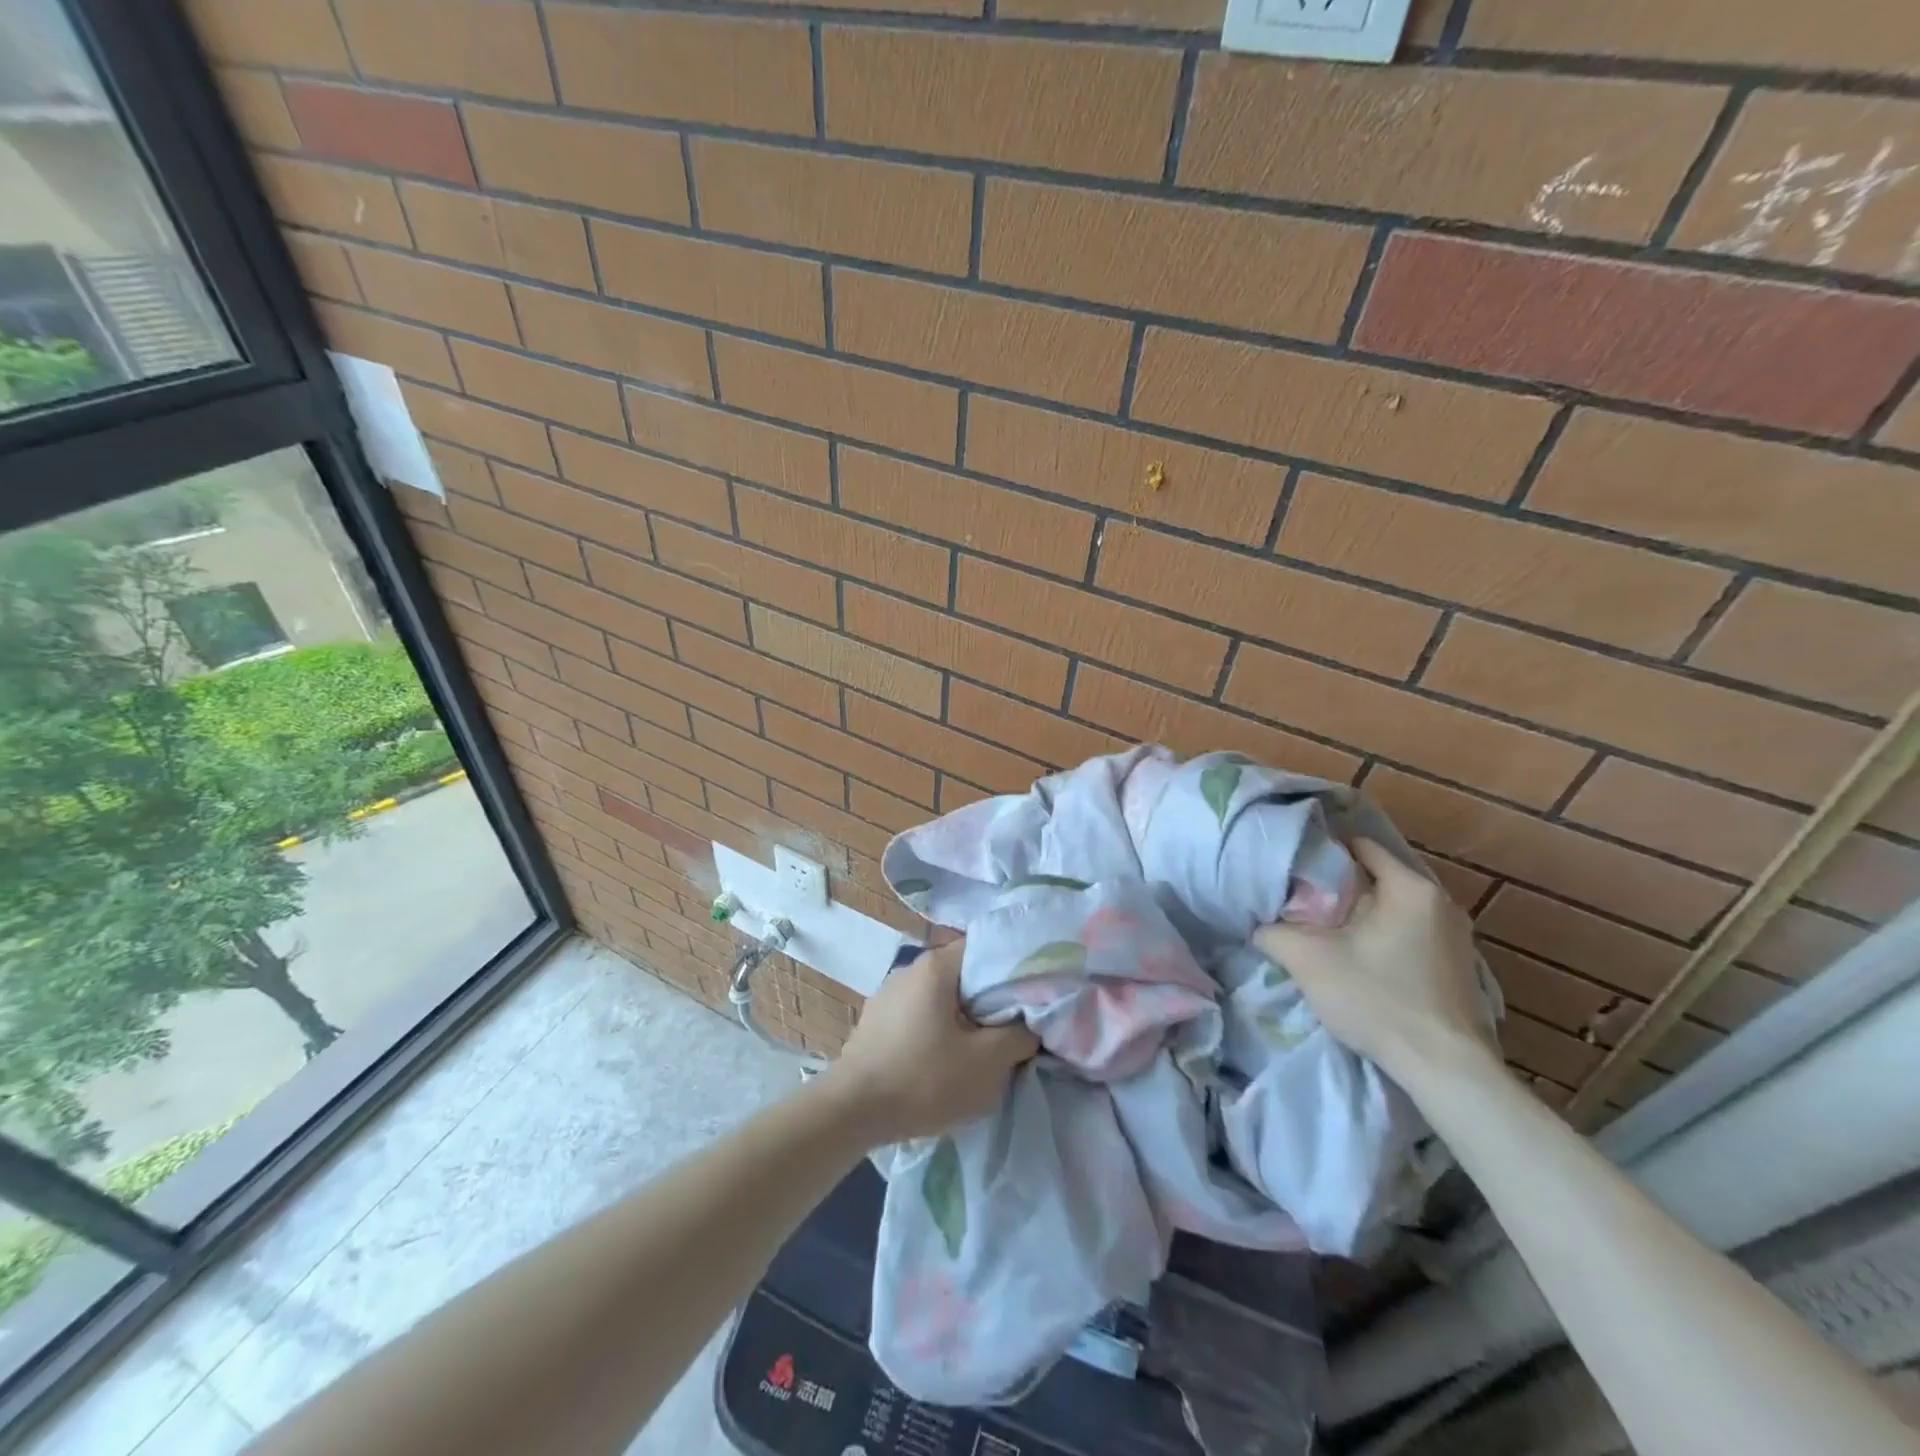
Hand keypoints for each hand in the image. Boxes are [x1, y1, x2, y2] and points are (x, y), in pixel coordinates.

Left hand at [822, 939, 1036, 1144]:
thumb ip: (1019, 1037)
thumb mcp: (987, 1064)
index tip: (1032, 997)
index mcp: (935, 966)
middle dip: (989, 999)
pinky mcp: (875, 1021)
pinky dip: (936, 1029)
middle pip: (963, 974)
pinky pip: (918, 1015)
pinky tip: (942, 1059)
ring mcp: (887, 994)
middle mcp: (909, 969)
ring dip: (962, 1018)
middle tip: (1012, 1028)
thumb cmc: (923, 1080)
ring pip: (940, 997)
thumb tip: (1030, 1025)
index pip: (986, 949)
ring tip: (980, 1048)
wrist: (850, 1113)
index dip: (1014, 970)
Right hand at [1252, 838, 1499, 1083]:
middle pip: (1377, 878)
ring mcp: (1456, 937)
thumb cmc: (1378, 1000)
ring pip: (1393, 908)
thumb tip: (1259, 926)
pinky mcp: (1459, 967)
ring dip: (1361, 915)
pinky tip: (1359, 959)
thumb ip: (1274, 933)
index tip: (1293, 865)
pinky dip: (1383, 936)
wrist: (1446, 1070)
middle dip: (1339, 887)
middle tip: (1300, 900)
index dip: (1323, 850)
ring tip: (1324, 930)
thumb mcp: (1309, 961)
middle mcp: (1441, 902)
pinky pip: (1411, 934)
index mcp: (1410, 888)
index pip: (1361, 845)